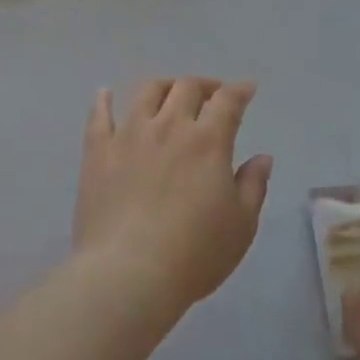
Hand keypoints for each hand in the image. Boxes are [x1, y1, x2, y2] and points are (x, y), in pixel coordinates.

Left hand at [74, 79, 274, 314]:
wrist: (128, 274)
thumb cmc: (194, 253)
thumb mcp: (241, 225)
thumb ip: (253, 185)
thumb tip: (262, 157)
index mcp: (208, 141)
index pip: (228, 101)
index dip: (240, 91)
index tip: (246, 89)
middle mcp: (169, 127)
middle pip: (186, 88)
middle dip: (204, 86)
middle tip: (212, 95)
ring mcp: (129, 135)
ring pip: (146, 93)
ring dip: (163, 86)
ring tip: (169, 93)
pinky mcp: (97, 152)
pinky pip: (99, 116)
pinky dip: (103, 100)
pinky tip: (105, 94)